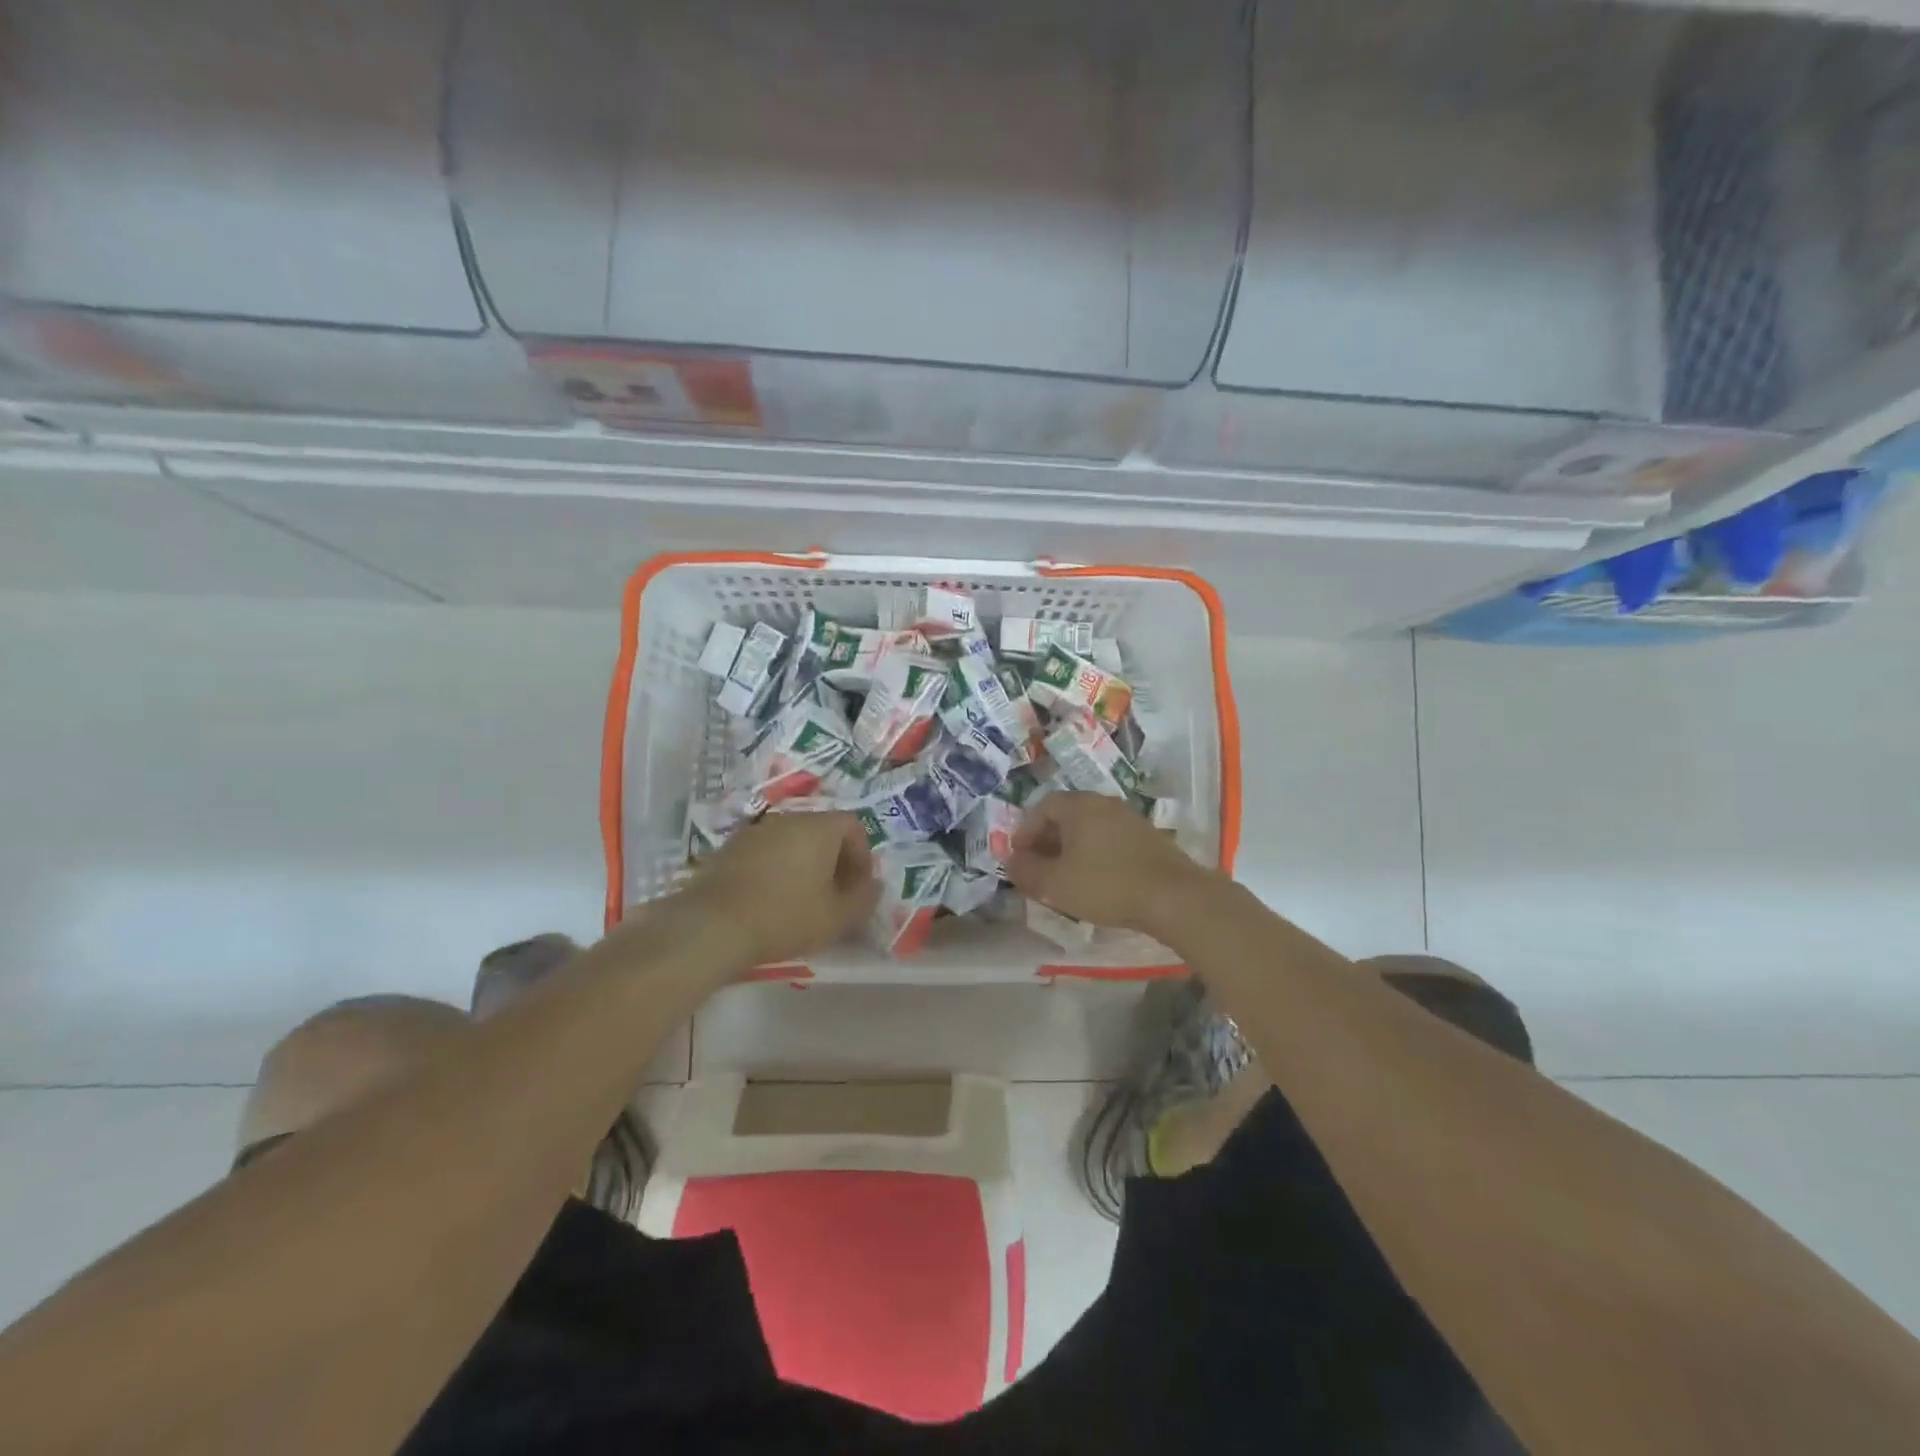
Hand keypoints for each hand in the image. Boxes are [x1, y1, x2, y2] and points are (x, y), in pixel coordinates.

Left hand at [683, 811, 878, 964]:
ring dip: (805, 864)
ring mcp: (755, 831)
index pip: (852, 825)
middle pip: (822, 831)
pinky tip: (771, 900)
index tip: (859, 887)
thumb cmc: (785, 917)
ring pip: (793, 841)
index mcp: (818, 827)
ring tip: (803, 900)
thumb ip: (864, 898)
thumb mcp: (837, 917)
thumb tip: (874, 885)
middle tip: (835, 895)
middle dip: (834, 860)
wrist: (712, 926)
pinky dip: (777, 868)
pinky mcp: (730, 848)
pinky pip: (767, 851)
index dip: (862, 855)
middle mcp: (788, 819)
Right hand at [1006, 792, 1213, 936]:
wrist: (1174, 897)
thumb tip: (1010, 861)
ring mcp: (1130, 819)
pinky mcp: (1149, 838)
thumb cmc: (1106, 884)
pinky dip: (1095, 854)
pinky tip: (1096, 880)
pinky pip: (1110, 839)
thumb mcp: (1055, 884)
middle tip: (1038, 868)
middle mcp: (1104, 804)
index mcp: (1079, 806)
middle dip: (1047, 841)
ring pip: (1089, 828)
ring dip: (1071, 849)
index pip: (1042, 807)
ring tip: (1064, 877)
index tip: (1018, 857)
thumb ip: (1026, 871)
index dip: (1025, 832)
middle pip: (1066, 815)